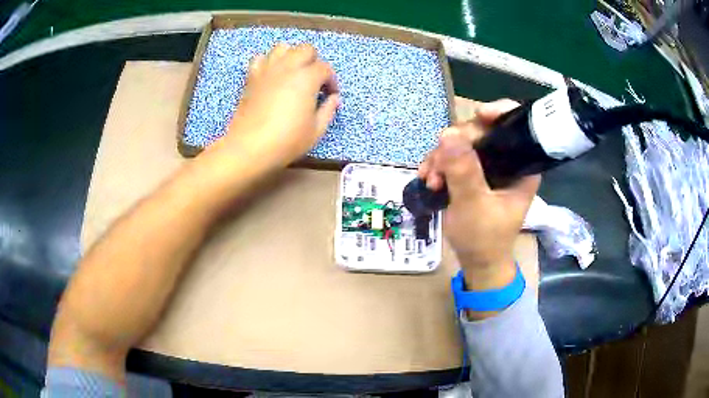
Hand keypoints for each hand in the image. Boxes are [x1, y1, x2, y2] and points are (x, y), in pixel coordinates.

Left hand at [220, 43, 339, 169]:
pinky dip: (268, 62)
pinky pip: (260, 58)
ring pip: (282, 47)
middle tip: (313, 80)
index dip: (331, 80)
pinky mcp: (252, 77)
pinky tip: (271, 75)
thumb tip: (334, 98)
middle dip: (314, 61)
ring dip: (291, 55)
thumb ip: (328, 110)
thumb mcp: (316, 130)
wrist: (250, 146)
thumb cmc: (287, 140)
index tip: (330, 95)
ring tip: (292, 72)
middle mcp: (288, 67)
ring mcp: (268, 70)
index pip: (325, 68)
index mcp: (307, 78)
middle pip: (306, 49)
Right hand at [418, 100, 539, 289]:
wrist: (476, 261)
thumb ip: (464, 172)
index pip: (516, 126)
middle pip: (483, 131)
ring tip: (430, 179)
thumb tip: (448, 134)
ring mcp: (489, 165)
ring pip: (463, 142)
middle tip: (437, 165)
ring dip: (441, 156)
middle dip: (456, 144)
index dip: (499, 113)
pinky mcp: (474, 172)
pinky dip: (438, 164)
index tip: (478, 115)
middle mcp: (508, 160)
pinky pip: (453, 156)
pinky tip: (428, 179)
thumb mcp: (474, 206)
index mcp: (522, 166)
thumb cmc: (484, 239)